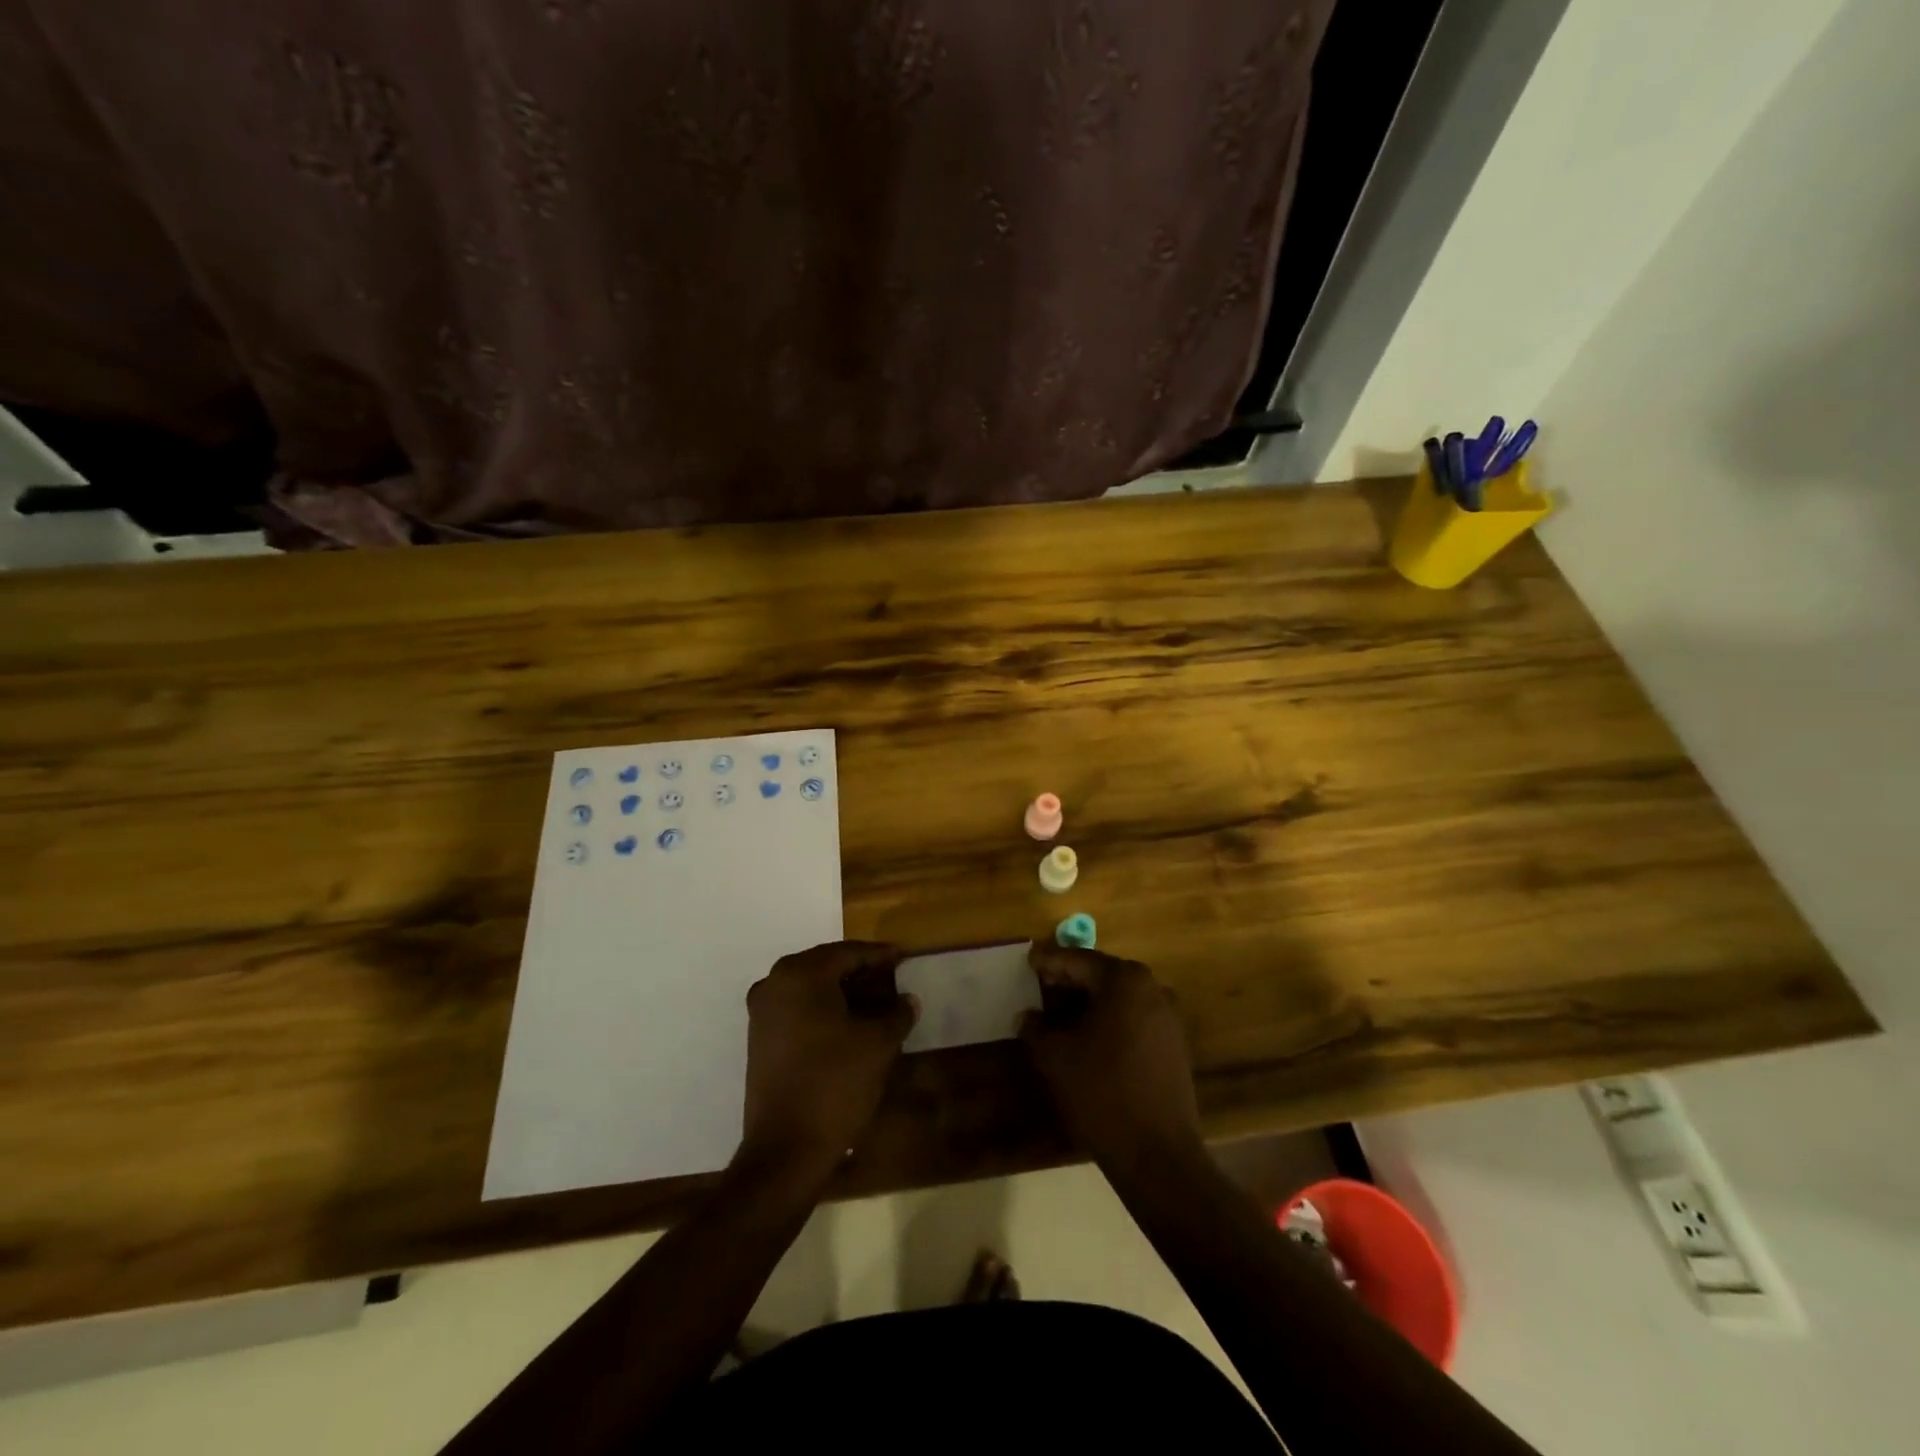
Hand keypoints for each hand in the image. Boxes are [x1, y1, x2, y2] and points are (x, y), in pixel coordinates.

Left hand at [738, 941, 917, 1180]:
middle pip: (826, 966)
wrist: (785, 1149)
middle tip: (892, 978)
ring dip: (843, 992)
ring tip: (877, 1002)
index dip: (879, 955)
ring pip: (811, 988)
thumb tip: (908, 1000)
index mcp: (801, 974)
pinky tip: (850, 1023)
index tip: (903, 956)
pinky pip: (798, 1009)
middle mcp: (775, 983)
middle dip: (861, 972)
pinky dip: (824, 1009)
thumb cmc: (835, 1084)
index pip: (848, 953)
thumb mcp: (878, 1045)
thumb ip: (897, 1014)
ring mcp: (762, 1012)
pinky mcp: (759, 1039)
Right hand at [1021, 941, 1204, 1176]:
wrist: (1157, 1154)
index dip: (1049, 961)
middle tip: (1039, 984)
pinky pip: (1133, 1018)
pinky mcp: (1174, 1044)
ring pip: (1118, 997)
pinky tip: (1087, 1037)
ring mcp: (1167, 1016)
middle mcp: (1152, 988)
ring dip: (1089, 1001)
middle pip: (1101, 975)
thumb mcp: (1056, 1057)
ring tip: (1058, 1013)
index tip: (1027, 960)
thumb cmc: (1101, 1092)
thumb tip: (1027, 1016)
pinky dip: (1108, 1019)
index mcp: (1124, 980)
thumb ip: (1036, 1028)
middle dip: (1069, 979)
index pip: (1078, 960)